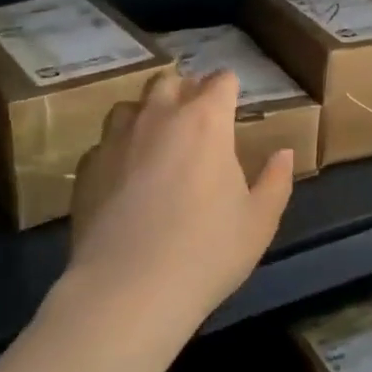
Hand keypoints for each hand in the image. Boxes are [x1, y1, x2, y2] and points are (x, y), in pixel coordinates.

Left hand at [65, 71, 294, 340]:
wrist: (128, 289)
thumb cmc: (207, 252)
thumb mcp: (259, 222)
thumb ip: (276, 181)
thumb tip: (284, 153)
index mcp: (206, 122)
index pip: (221, 81)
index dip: (229, 88)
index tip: (233, 104)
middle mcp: (159, 117)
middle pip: (170, 81)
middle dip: (185, 91)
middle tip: (196, 120)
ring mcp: (117, 139)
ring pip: (131, 106)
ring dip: (147, 115)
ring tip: (157, 143)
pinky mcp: (87, 167)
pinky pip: (105, 143)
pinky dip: (119, 150)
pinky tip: (124, 178)